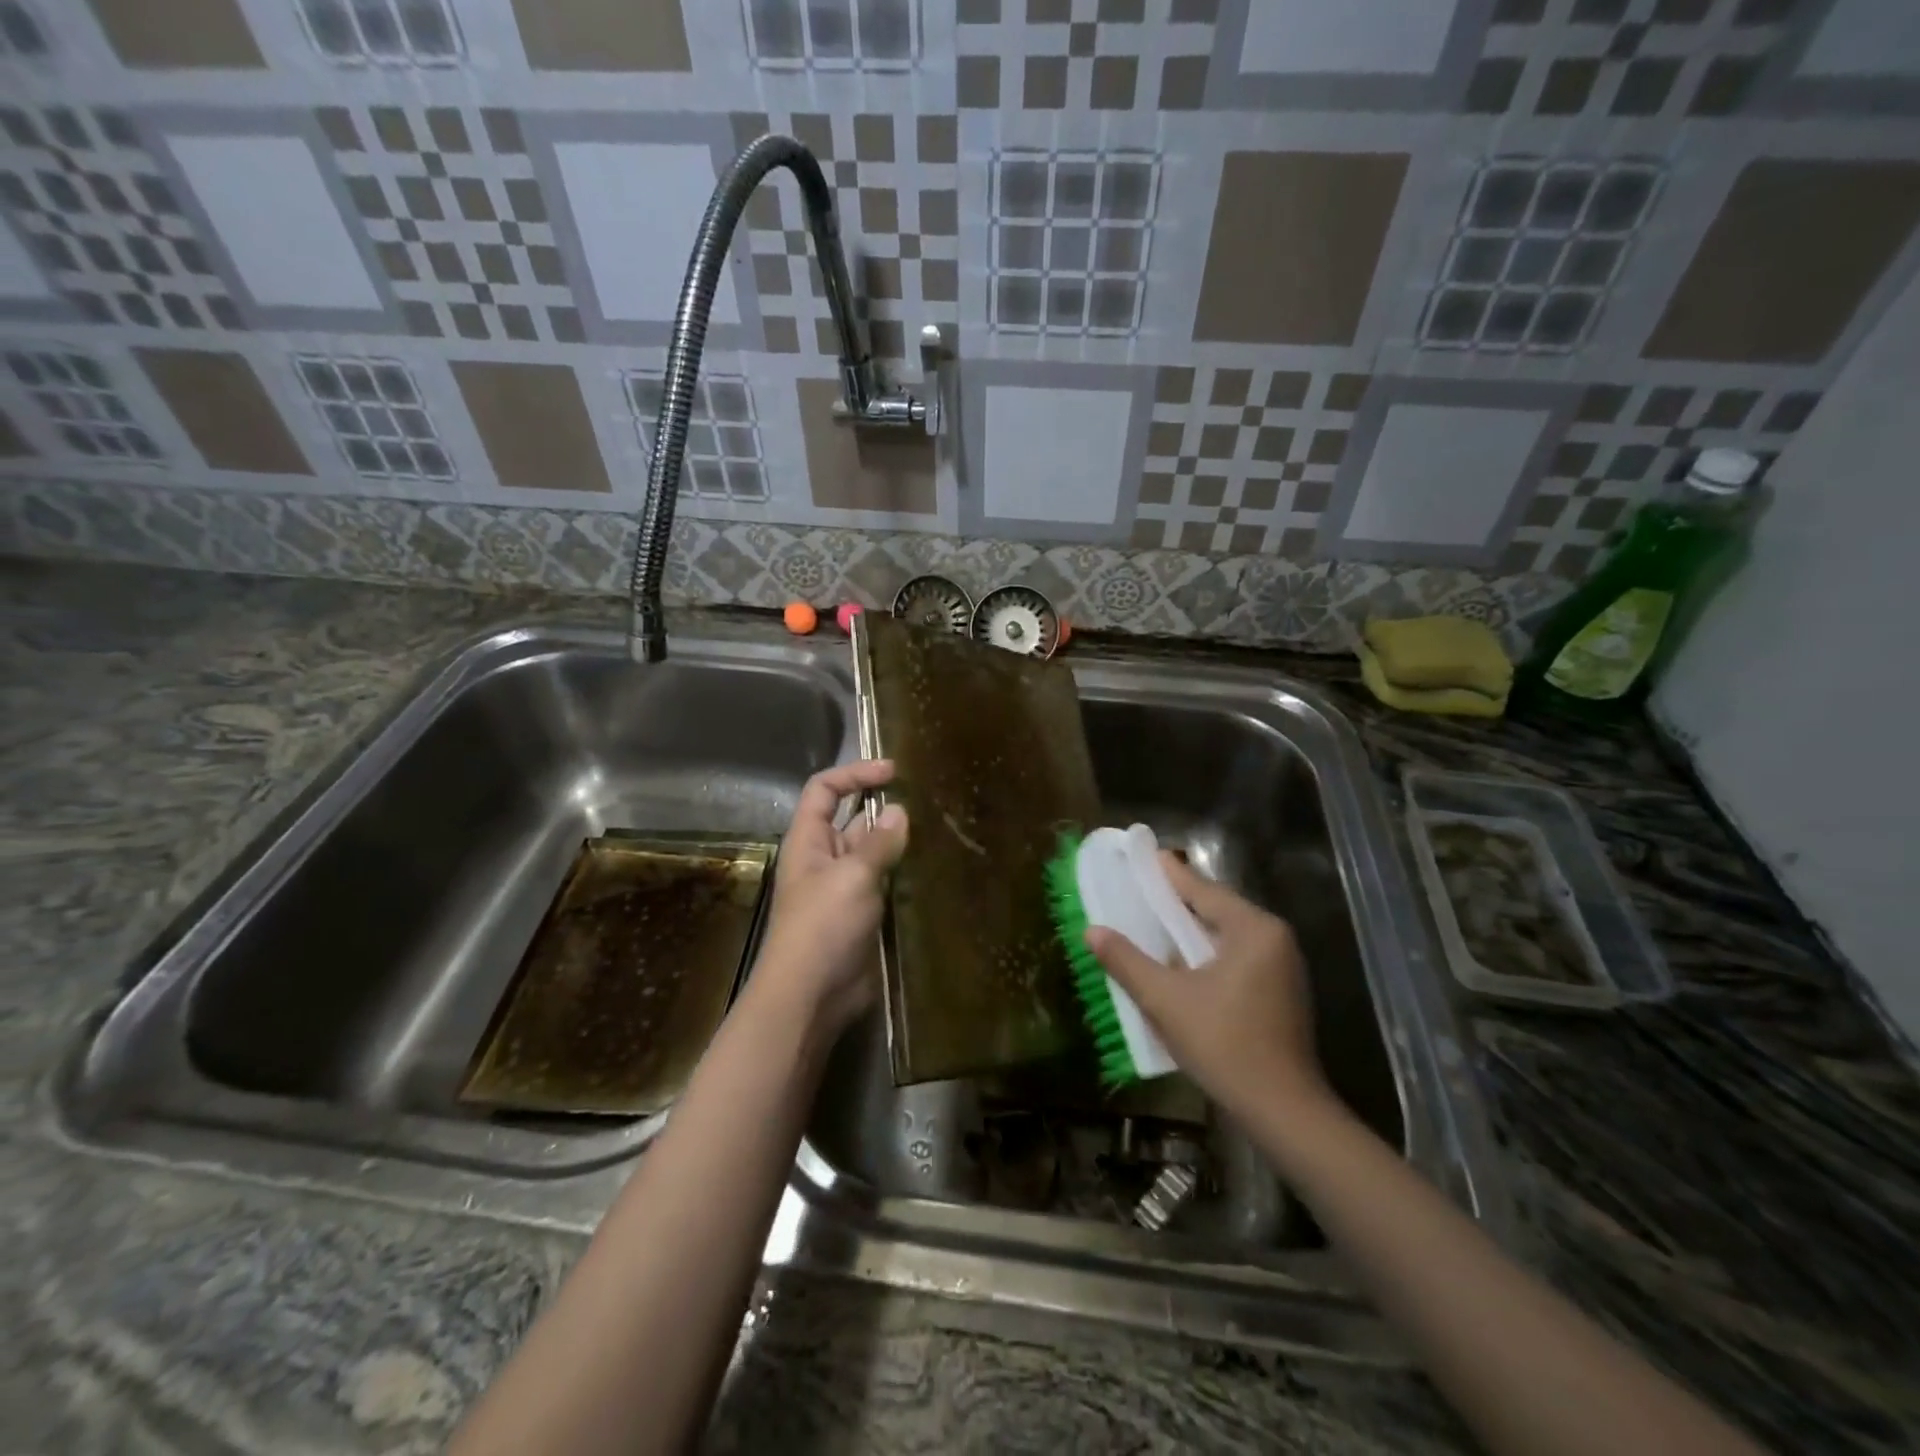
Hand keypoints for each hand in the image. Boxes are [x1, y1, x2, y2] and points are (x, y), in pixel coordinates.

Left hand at [746, 759, 908, 1039]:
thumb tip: (898, 811)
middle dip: (884, 808)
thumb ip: (878, 842)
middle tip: (927, 801)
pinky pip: (885, 882)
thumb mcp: (852, 876)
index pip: (824, 790)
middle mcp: (825, 859)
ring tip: (938, 829)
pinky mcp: (864, 914)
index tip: (893, 771)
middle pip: (852, 819)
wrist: (812, 996)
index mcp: (808, 840)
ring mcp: (845, 888)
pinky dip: (905, 872)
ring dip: (898, 842)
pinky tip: (934, 867)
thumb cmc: (823, 927)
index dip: (854, 774)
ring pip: (873, 852)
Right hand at [1086, 854, 1326, 1122]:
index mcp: (1254, 930)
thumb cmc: (1224, 1044)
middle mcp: (1274, 940)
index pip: (1203, 889)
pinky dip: (1207, 954)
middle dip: (1178, 903)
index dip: (1169, 874)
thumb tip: (1092, 931)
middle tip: (1141, 891)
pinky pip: (1237, 958)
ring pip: (1226, 936)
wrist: (1283, 1111)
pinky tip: (1182, 964)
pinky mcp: (1281, 994)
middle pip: (1217, 909)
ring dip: (1191, 931)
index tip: (1145, 855)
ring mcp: (1283, 968)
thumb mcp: (1166, 1000)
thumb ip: (1127, 961)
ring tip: (1154, 924)